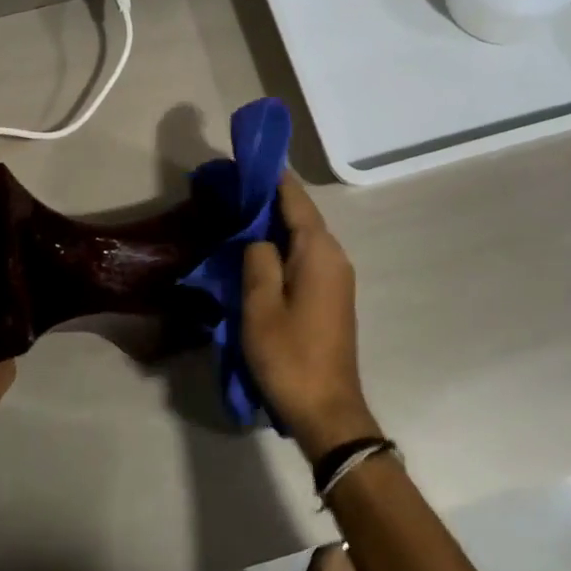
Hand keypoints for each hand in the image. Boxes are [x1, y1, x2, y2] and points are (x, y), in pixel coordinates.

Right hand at [242, 175, 381, 460]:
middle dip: (271, 199)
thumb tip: (260, 238)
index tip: (249, 159)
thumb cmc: (290, 355)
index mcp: (319, 252)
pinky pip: (306, 257)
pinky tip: (258, 250)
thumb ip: (258, 260)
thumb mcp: (260, 306)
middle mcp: (334, 257)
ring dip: (275, 224)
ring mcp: (336, 278)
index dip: (273, 177)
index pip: (296, 200)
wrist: (328, 411)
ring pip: (303, 237)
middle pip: (302, 215)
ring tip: (240, 213)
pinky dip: (283, 246)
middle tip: (234, 187)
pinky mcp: (331, 296)